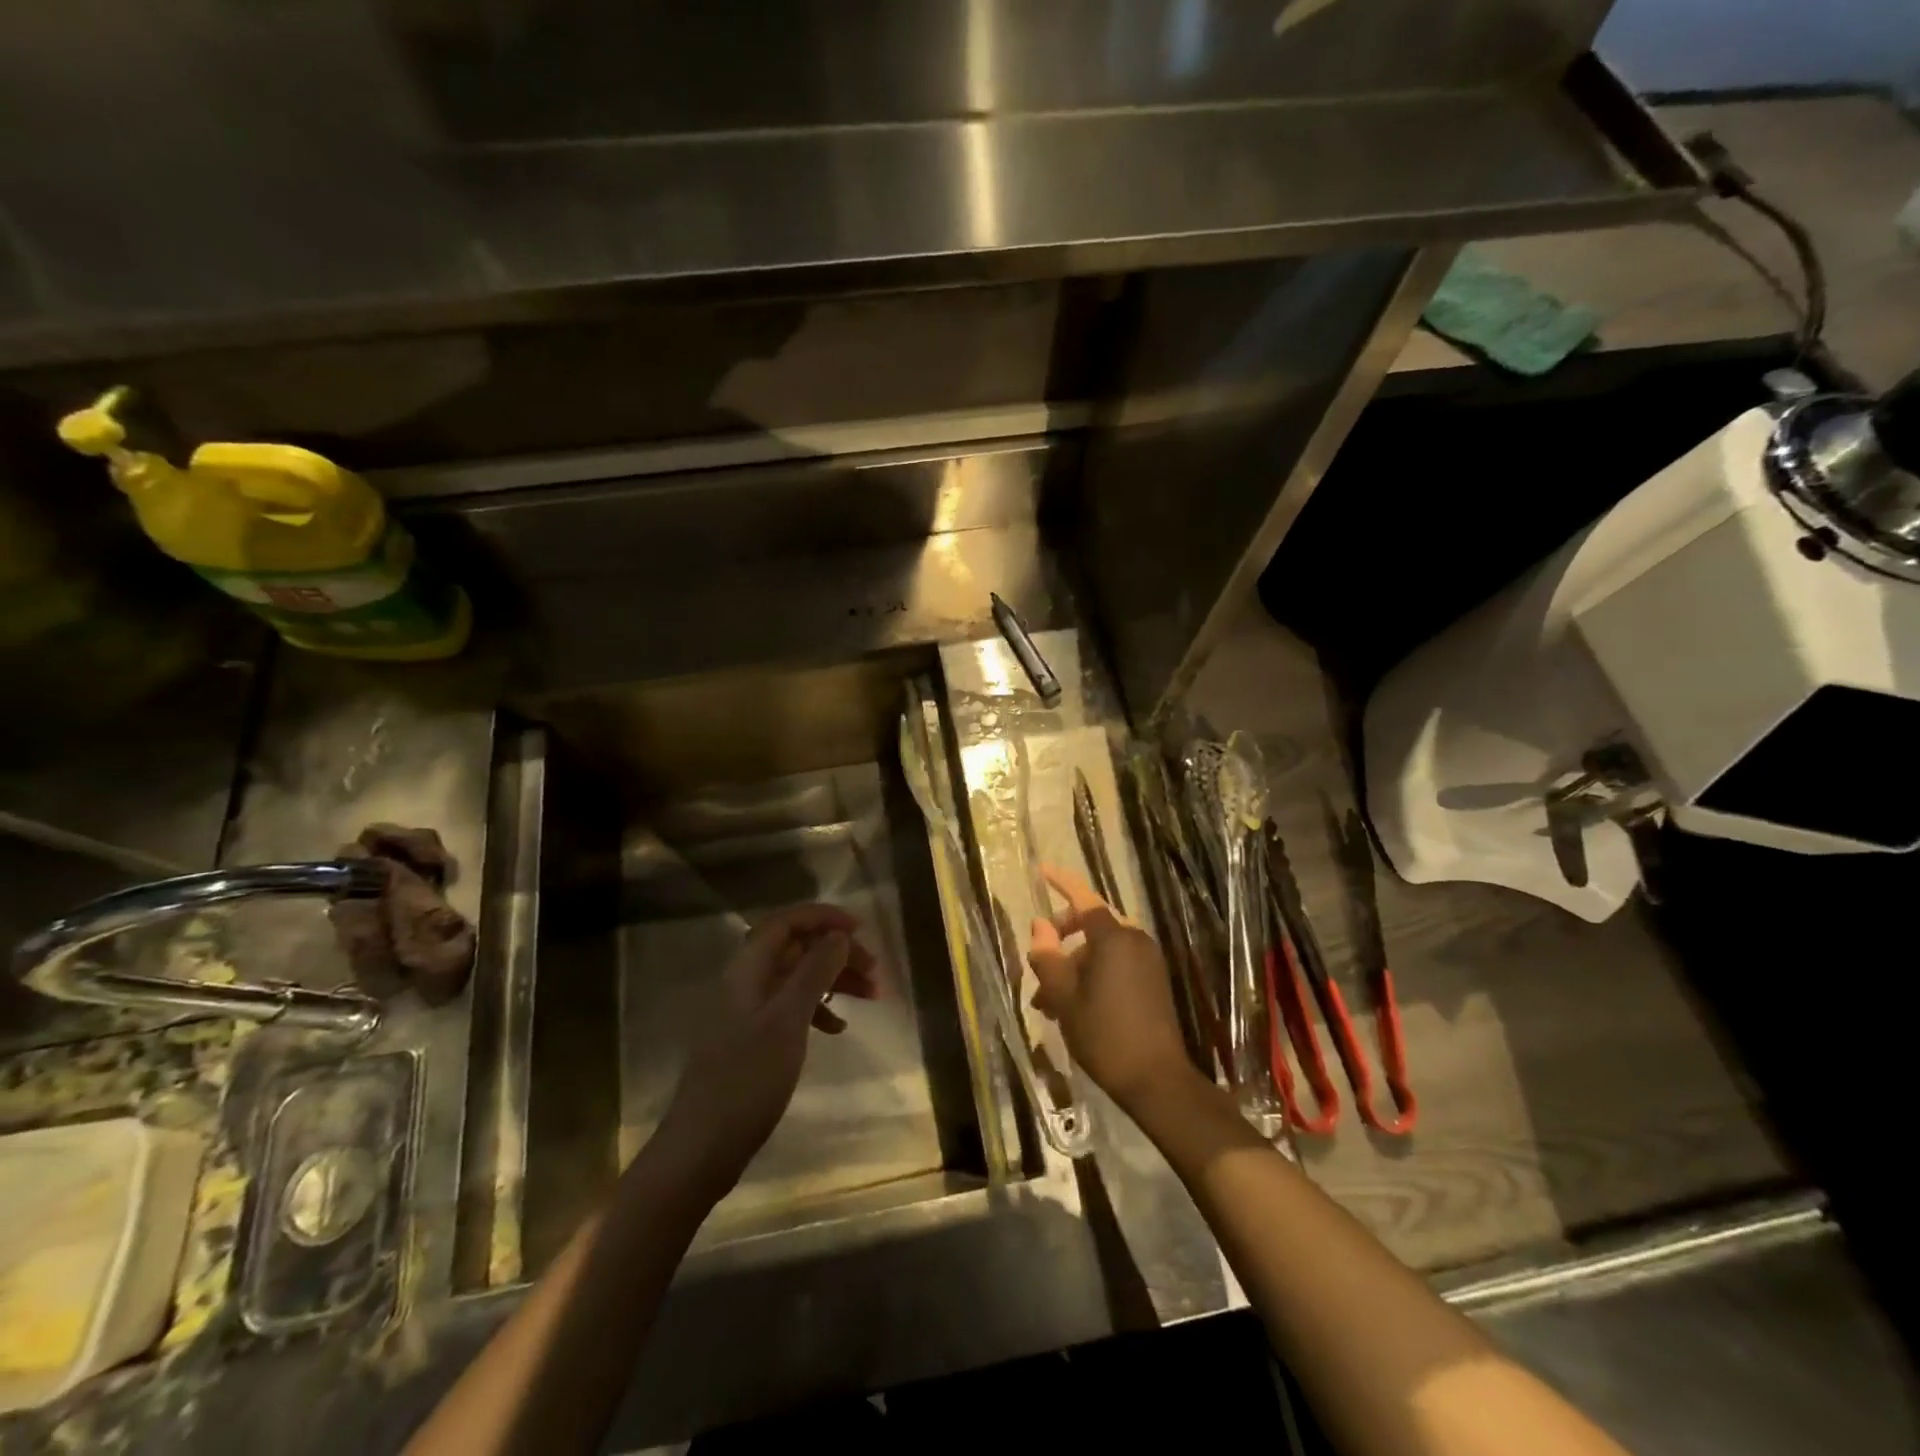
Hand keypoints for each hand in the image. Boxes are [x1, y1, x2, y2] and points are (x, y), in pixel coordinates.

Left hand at [658, 904, 879, 1191]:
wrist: (702, 1147)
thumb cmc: (747, 1079)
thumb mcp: (787, 1021)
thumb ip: (814, 972)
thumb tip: (838, 936)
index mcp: (747, 969)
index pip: (786, 922)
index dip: (823, 917)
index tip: (861, 930)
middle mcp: (746, 981)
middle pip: (796, 948)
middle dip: (836, 951)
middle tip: (874, 970)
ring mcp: (748, 1011)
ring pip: (797, 977)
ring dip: (833, 980)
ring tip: (871, 996)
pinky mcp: (753, 1038)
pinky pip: (792, 1007)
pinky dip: (818, 1009)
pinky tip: (837, 1028)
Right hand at [1028, 864, 1199, 1114]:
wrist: (1157, 1079)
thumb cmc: (1104, 1034)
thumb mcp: (1064, 997)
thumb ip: (1047, 958)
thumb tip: (1038, 927)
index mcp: (1113, 937)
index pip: (1083, 897)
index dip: (1061, 882)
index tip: (1042, 870)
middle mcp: (1134, 940)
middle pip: (1090, 924)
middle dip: (1060, 939)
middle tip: (1038, 962)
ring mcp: (1147, 961)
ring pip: (1100, 949)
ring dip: (1072, 965)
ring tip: (1046, 1001)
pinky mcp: (1153, 981)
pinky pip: (1116, 964)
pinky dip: (1092, 975)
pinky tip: (1072, 1007)